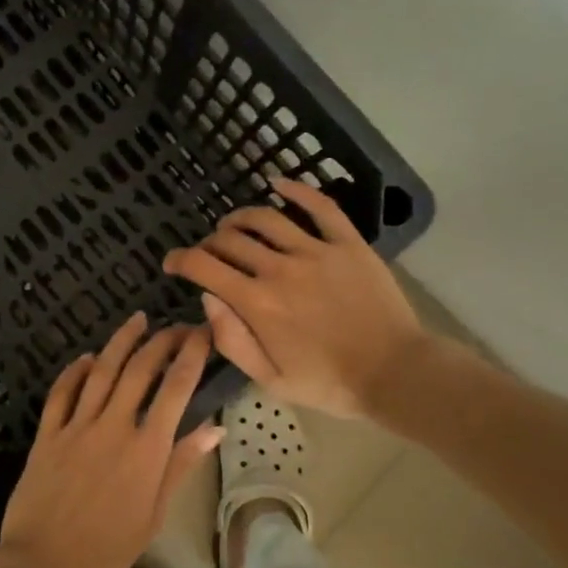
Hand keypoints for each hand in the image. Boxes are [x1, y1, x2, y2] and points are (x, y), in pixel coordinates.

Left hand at [0, 315, 222, 567]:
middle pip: (141, 369)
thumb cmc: (107, 550)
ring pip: (102, 370)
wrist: (44, 565)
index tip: (202, 333)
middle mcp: (113, 426)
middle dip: (162, 340)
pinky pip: (62, 392)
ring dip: (121, 341)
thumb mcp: (155, 514)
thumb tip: (215, 428)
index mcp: (147, 449)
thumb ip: (181, 465)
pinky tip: (87, 358)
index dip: (192, 354)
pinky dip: (76, 370)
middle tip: (176, 326)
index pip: (176, 388)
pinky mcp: (47, 433)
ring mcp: (77, 426)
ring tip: (136, 320)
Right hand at [163, 176, 430, 421]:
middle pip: (231, 240)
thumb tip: (207, 299)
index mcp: (257, 303)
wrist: (395, 374)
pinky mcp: (348, 244)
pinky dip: (296, 190)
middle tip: (208, 254)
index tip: (171, 262)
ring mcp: (316, 252)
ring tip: (233, 225)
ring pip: (266, 219)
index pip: (204, 267)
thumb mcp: (269, 379)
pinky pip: (320, 207)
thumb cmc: (329, 384)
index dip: (179, 260)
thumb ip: (232, 340)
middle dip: (209, 244)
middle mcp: (280, 269)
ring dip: (241, 218)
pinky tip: (278, 183)